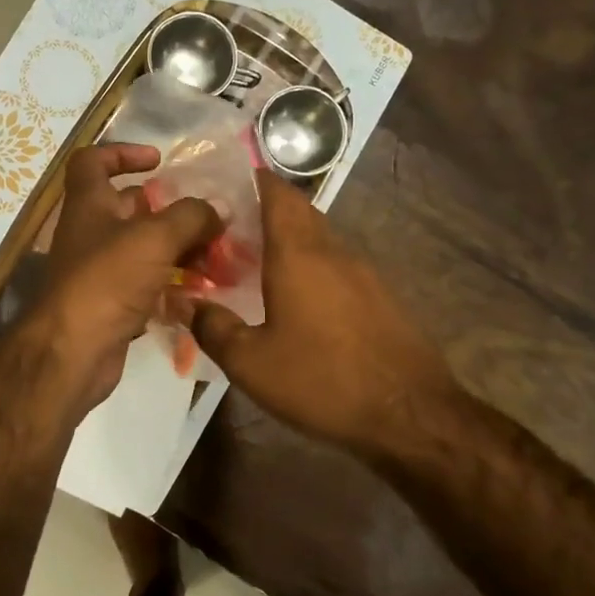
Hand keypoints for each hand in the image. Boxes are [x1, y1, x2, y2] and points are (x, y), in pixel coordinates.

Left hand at [28, 145, 220, 415]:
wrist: (73, 351)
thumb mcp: (155, 238)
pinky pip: (146, 284)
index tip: (158, 161)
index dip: (122, 152)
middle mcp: (90, 233)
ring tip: (216, 257)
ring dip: (177, 249)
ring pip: (142, 249)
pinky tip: (201, 290)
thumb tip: (218, 210)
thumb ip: (191, 217)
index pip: (93, 161)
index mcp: (89, 204)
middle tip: (207, 218)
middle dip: (168, 210)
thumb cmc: (107, 281)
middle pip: (128, 208)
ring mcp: (99, 271)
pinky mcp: (111, 304)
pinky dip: (171, 284)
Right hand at [190, 173, 457, 457]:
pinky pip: (337, 266)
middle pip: (299, 212)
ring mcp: (364, 273)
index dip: (252, 180)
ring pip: (320, 239)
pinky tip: (298, 300)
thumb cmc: (322, 380)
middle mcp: (333, 251)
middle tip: (228, 231)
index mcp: (299, 253)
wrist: (410, 414)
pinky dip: (312, 267)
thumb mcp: (251, 363)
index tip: (223, 184)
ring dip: (289, 241)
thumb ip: (213, 327)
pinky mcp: (381, 298)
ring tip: (255, 264)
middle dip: (265, 211)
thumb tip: (184, 303)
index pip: (277, 193)